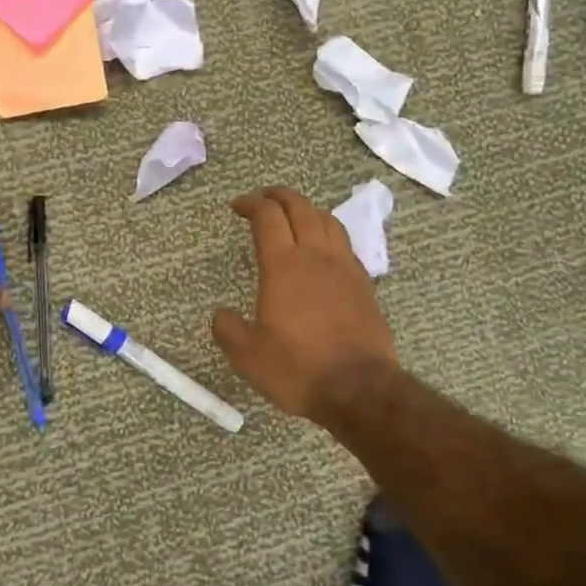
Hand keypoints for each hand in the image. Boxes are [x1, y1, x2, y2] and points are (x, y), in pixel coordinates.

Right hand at [212, 187, 398, 422]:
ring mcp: (345, 268)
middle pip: (300, 208)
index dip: (251, 204)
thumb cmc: (298, 369)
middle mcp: (316, 257)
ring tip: (294, 214)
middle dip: (279, 196)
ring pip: (327, 221)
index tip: (237, 206)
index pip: (267, 217)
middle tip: (263, 198)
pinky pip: (344, 244)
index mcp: (284, 266)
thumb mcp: (248, 356)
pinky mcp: (364, 285)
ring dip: (307, 209)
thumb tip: (221, 315)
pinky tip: (323, 249)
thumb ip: (228, 329)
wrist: (360, 389)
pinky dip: (328, 233)